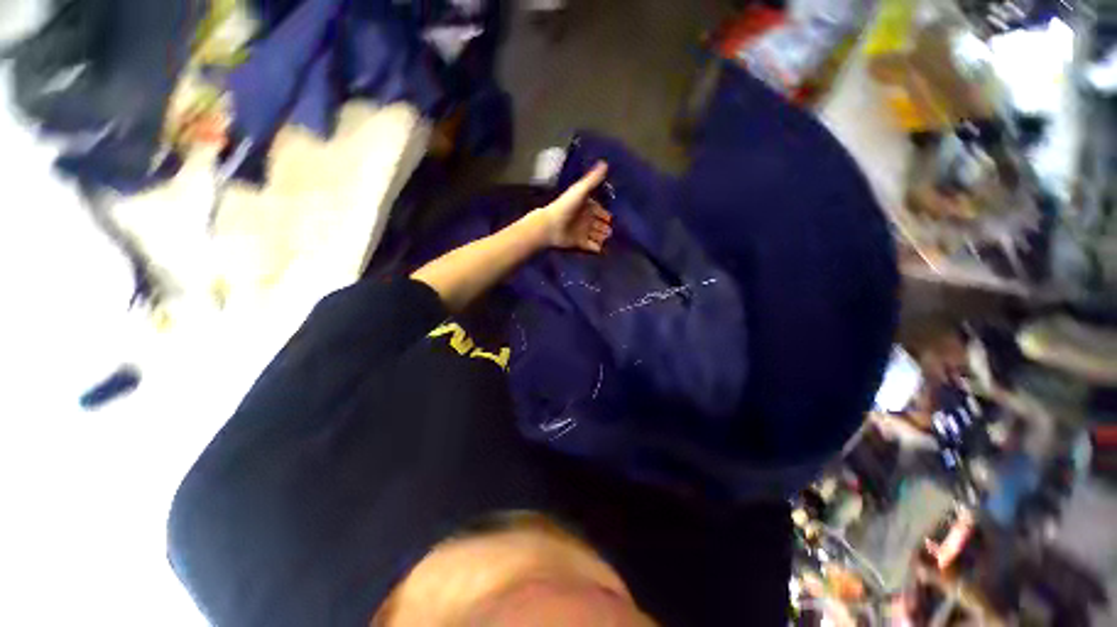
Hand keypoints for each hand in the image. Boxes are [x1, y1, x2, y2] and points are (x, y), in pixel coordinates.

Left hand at [536, 161, 612, 252]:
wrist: (551, 226)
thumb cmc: (565, 206)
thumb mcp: (580, 190)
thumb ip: (593, 179)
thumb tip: (605, 162)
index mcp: (586, 206)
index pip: (599, 210)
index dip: (605, 214)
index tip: (612, 217)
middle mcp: (585, 219)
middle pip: (599, 224)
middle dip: (606, 226)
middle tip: (612, 229)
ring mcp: (583, 232)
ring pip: (597, 235)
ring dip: (603, 236)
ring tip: (608, 237)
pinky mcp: (581, 243)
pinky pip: (592, 247)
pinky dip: (598, 248)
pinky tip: (603, 247)